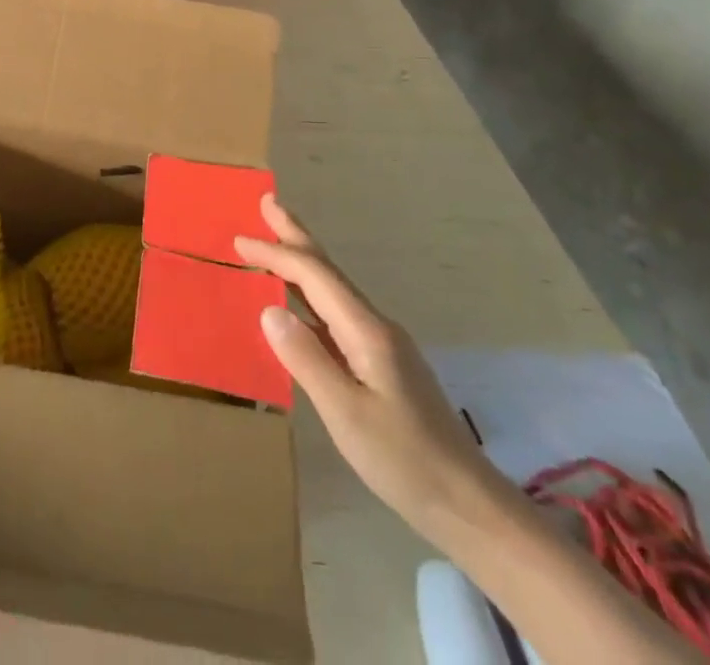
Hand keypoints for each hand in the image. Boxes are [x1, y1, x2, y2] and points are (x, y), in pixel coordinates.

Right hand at [234, 194, 510, 545]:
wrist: (469, 505)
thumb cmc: (405, 460)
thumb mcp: (347, 414)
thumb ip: (306, 359)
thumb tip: (268, 308)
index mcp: (366, 330)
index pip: (314, 276)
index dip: (275, 253)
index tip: (239, 239)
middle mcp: (374, 326)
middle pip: (328, 270)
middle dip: (296, 235)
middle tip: (267, 203)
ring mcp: (381, 345)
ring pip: (333, 291)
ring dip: (302, 263)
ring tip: (275, 244)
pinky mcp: (382, 365)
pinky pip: (336, 315)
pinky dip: (310, 296)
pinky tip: (299, 306)